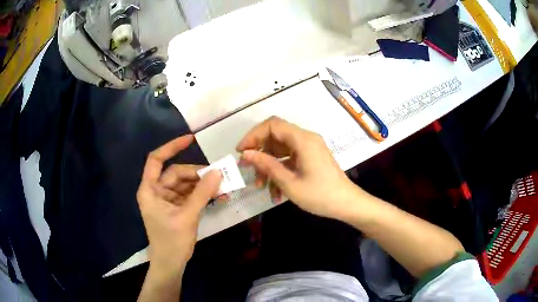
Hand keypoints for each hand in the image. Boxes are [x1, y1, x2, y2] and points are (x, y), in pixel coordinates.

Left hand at [137, 135, 221, 273]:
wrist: (171, 263)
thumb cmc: (172, 241)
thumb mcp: (187, 216)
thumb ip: (202, 193)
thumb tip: (218, 172)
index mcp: (150, 190)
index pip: (156, 160)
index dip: (171, 147)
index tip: (190, 139)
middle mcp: (157, 191)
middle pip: (177, 173)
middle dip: (198, 175)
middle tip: (220, 177)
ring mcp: (167, 199)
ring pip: (186, 184)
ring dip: (203, 185)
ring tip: (223, 188)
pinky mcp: (177, 207)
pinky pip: (190, 195)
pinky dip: (203, 195)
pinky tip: (218, 196)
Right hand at [236, 116, 363, 219]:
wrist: (346, 204)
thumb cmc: (320, 195)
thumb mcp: (289, 183)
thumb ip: (267, 165)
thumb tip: (245, 154)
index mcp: (303, 140)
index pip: (272, 125)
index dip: (253, 135)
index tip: (241, 152)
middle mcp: (306, 138)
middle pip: (275, 135)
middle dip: (259, 151)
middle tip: (247, 168)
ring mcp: (309, 148)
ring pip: (280, 149)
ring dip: (268, 164)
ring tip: (260, 185)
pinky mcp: (310, 157)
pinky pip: (289, 158)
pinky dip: (279, 170)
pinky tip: (274, 190)